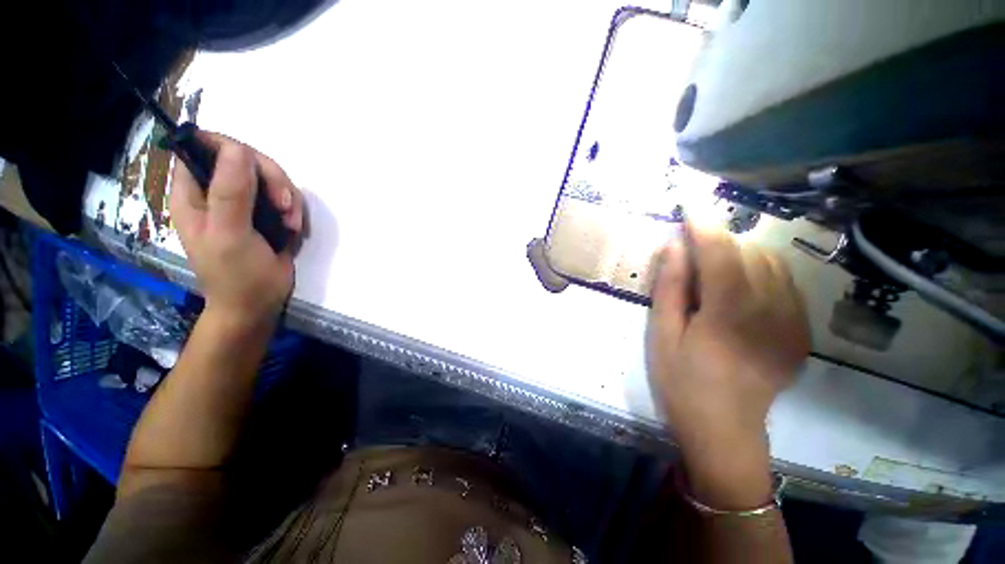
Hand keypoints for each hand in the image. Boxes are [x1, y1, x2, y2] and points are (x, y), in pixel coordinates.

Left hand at [171, 132, 303, 330]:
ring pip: (270, 177)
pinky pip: (285, 197)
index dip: (231, 149)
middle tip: (285, 206)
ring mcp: (244, 203)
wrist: (258, 304)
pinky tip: (294, 229)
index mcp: (194, 193)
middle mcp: (216, 191)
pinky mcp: (267, 215)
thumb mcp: (230, 235)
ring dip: (288, 198)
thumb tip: (238, 149)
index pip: (203, 147)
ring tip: (291, 225)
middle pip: (245, 159)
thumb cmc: (236, 275)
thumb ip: (231, 193)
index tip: (256, 171)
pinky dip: (295, 210)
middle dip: (271, 179)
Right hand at [647, 224, 808, 506]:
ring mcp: (793, 324)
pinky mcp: (801, 333)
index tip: (690, 207)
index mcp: (729, 315)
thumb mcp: (662, 335)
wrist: (724, 430)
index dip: (705, 226)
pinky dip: (762, 272)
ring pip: (774, 265)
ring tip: (715, 265)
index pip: (720, 254)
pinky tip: (741, 286)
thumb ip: (670, 289)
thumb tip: (674, 247)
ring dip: (742, 254)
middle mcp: (771, 313)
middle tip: (693, 248)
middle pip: (751, 253)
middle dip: (721, 240)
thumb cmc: (681, 382)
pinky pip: (787, 285)